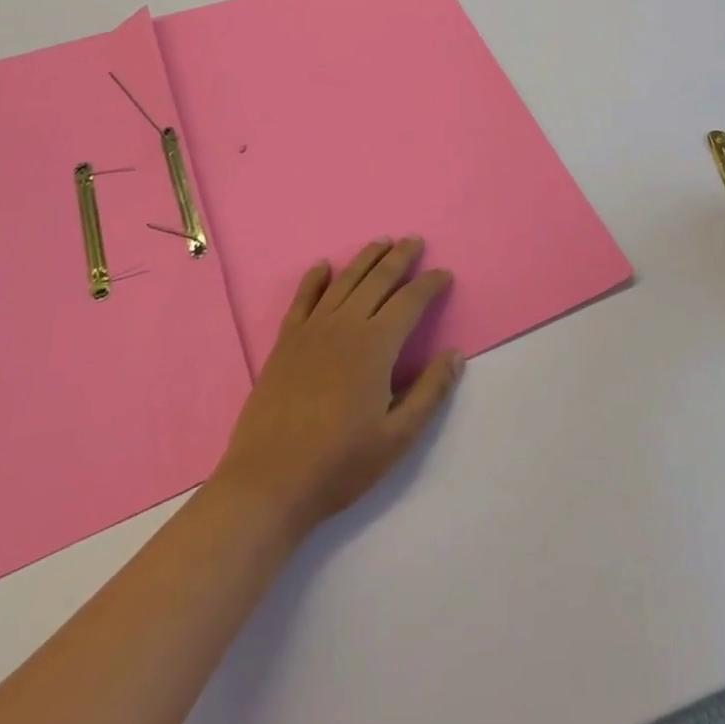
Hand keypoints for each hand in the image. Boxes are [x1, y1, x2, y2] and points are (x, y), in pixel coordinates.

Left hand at [215, 237, 461, 538]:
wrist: (268, 483)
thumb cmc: (340, 464)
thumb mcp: (397, 437)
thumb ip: (430, 392)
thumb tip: (456, 354)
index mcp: (375, 346)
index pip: (409, 301)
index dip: (429, 284)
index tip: (444, 274)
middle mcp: (344, 326)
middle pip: (377, 280)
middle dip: (400, 257)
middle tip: (415, 240)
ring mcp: (311, 331)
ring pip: (344, 282)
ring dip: (365, 258)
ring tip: (381, 241)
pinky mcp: (285, 343)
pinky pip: (302, 299)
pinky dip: (314, 279)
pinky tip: (323, 266)